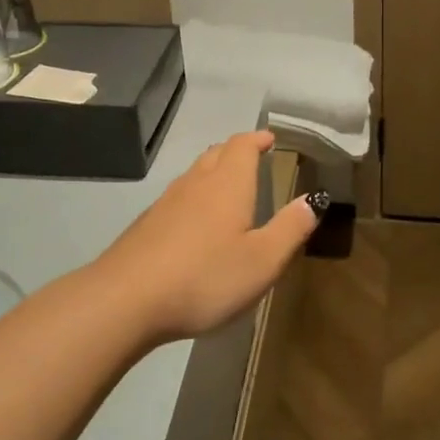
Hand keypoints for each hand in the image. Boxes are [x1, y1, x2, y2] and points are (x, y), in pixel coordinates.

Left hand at [92, 130, 322, 342]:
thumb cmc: (204, 277)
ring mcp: (166, 202)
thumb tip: (314, 199)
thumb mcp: (262, 260)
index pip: (242, 146)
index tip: (269, 139)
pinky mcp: (147, 225)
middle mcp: (196, 183)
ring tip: (228, 185)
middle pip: (216, 153)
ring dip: (214, 170)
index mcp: (227, 184)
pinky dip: (195, 196)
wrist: (125, 300)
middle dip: (236, 151)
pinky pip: (178, 197)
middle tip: (253, 157)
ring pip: (195, 174)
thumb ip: (290, 228)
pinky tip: (196, 222)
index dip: (257, 139)